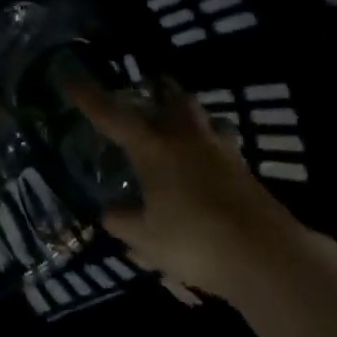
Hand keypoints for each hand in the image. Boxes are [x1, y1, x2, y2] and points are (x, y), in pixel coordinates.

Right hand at [61, 71, 300, 299]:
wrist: (268, 257)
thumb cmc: (195, 241)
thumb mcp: (146, 238)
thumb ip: (123, 222)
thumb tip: (108, 212)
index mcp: (153, 148)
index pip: (112, 115)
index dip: (88, 97)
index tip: (69, 79)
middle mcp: (186, 139)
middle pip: (172, 98)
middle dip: (157, 93)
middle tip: (144, 99)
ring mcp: (221, 152)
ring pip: (201, 118)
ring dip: (186, 117)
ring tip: (175, 132)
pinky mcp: (245, 172)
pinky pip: (220, 147)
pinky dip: (206, 150)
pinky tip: (201, 170)